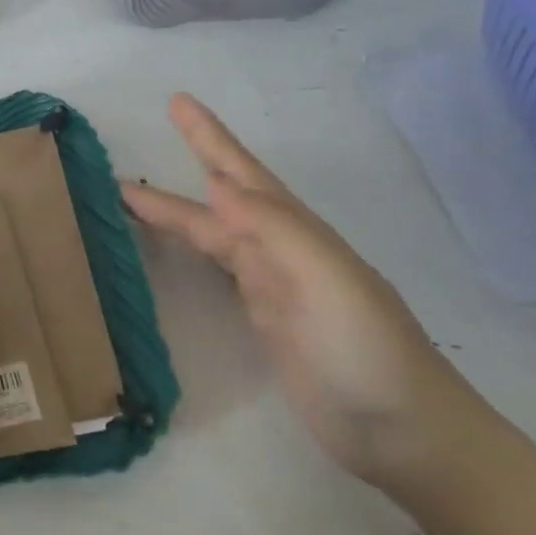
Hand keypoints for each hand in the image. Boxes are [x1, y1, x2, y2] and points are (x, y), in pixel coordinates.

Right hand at [122, 94, 490, 490]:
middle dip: (185, 166)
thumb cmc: (367, 351)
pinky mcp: (264, 319)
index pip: (243, 174)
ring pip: (214, 233)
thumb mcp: (327, 281)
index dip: (210, 138)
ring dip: (177, 212)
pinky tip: (178, 248)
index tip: (176, 102)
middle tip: (137, 148)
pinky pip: (217, 269)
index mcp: (296, 233)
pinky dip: (192, 250)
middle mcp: (281, 250)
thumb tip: (217, 184)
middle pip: (222, 199)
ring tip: (132, 199)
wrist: (403, 432)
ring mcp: (272, 285)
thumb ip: (275, 230)